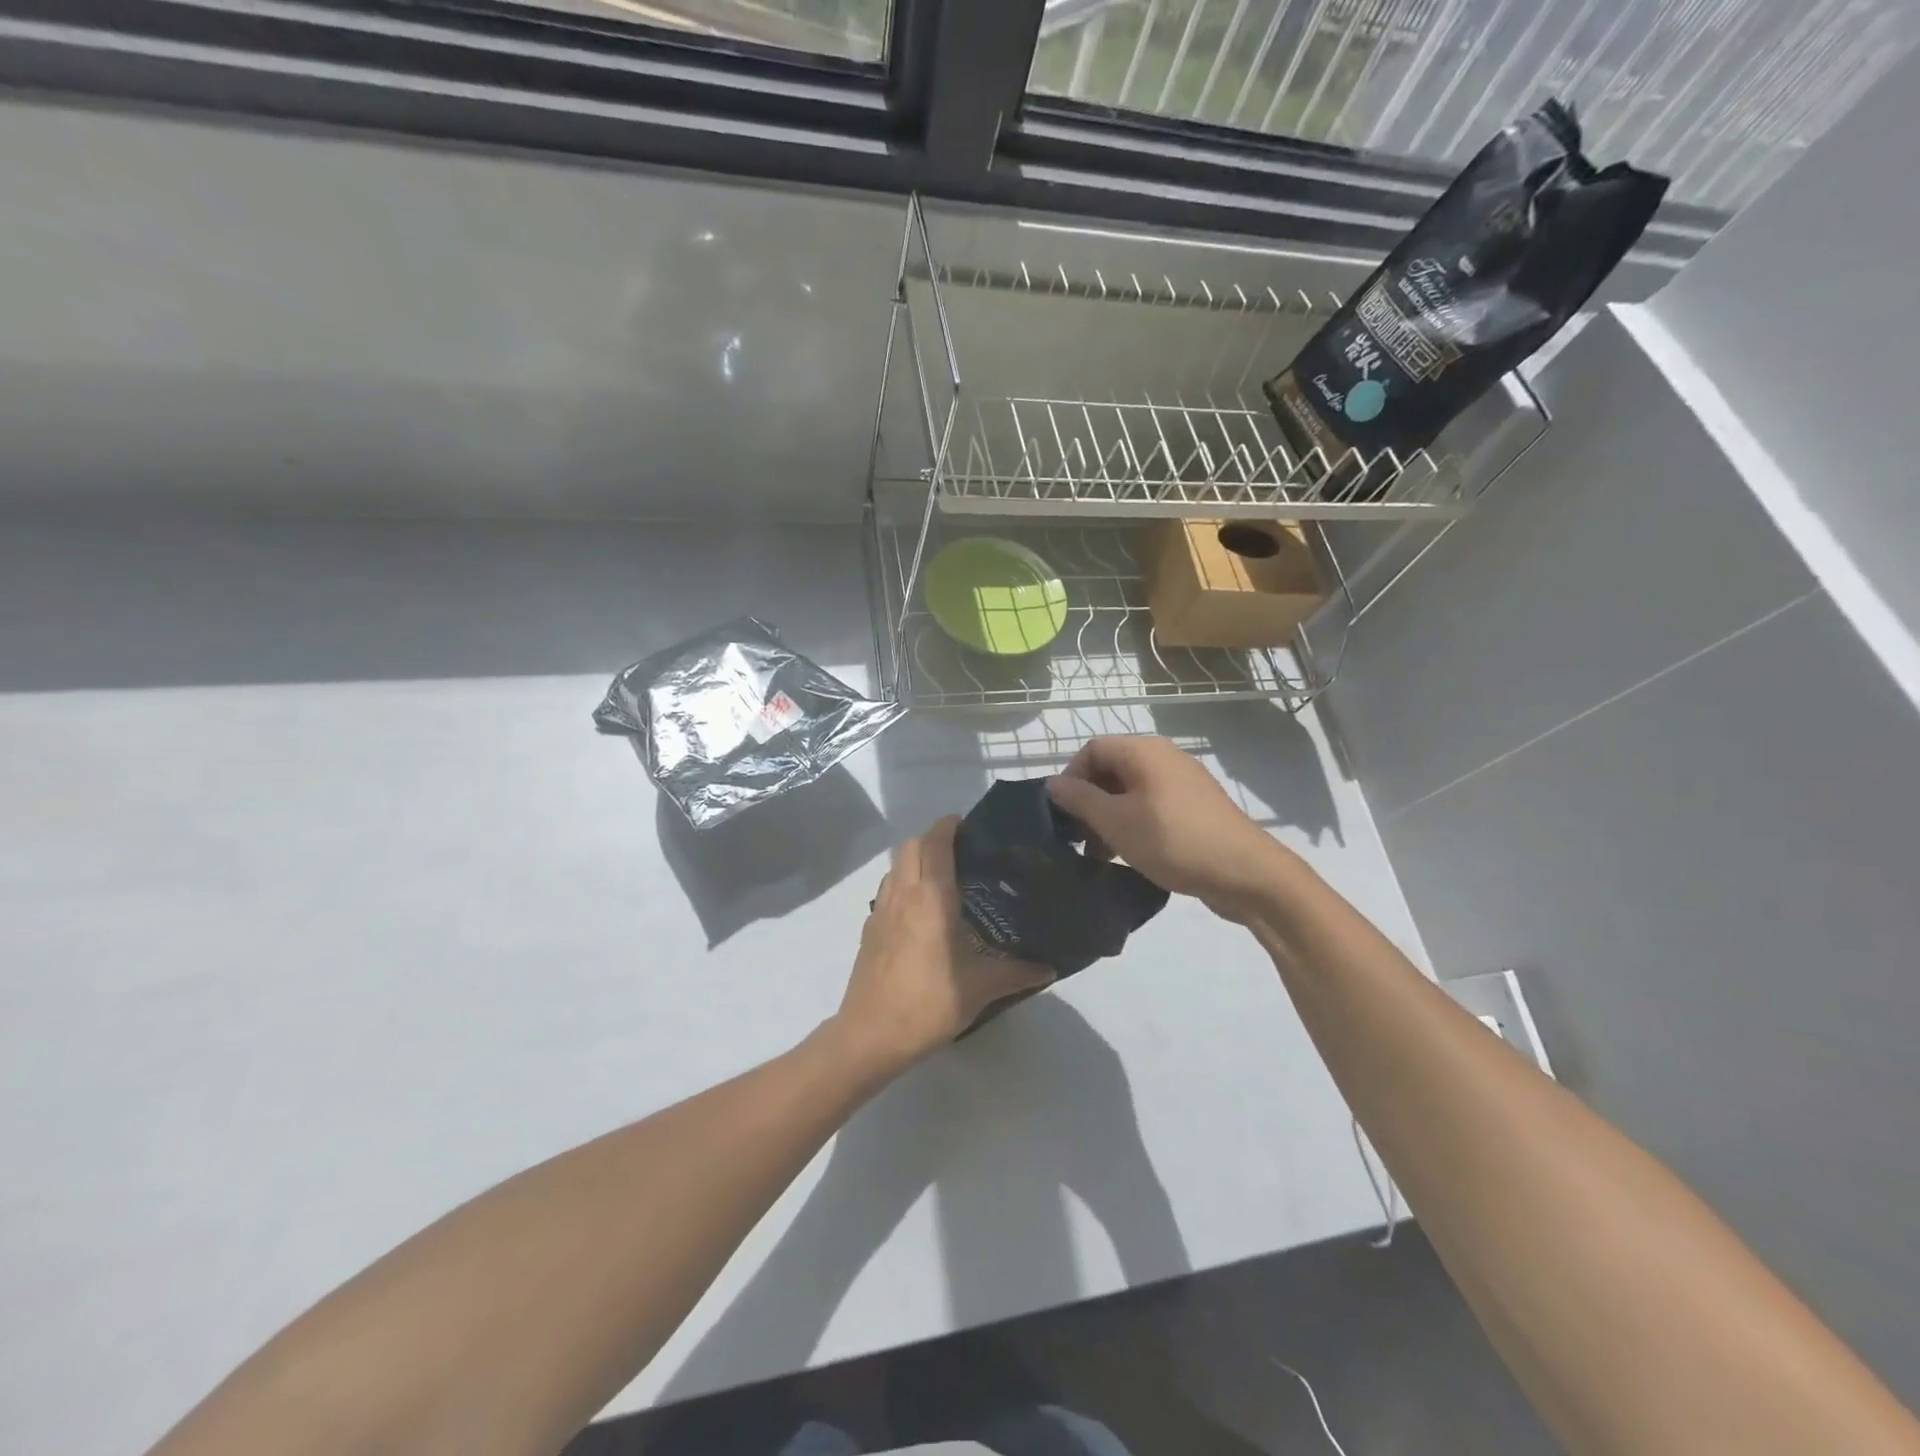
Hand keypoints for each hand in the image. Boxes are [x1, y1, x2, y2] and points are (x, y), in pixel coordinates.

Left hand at [833, 816, 1052, 1071]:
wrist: (871, 1035)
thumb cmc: (929, 1002)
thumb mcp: (981, 988)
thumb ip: (1017, 972)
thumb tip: (1050, 967)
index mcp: (930, 896)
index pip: (936, 842)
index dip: (950, 825)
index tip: (971, 826)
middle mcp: (902, 893)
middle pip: (910, 845)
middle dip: (933, 839)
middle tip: (962, 853)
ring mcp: (880, 911)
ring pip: (895, 867)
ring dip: (915, 861)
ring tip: (943, 880)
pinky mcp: (869, 930)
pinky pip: (887, 891)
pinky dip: (903, 886)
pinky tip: (921, 914)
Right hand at [1048, 736, 1293, 922]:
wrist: (1246, 873)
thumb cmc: (1173, 841)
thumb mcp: (1116, 822)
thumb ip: (1080, 800)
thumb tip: (1053, 783)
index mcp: (1143, 751)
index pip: (1091, 750)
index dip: (1071, 779)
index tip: (1064, 816)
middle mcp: (1164, 756)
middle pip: (1111, 769)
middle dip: (1089, 802)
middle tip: (1080, 840)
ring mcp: (1183, 781)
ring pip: (1131, 790)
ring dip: (1109, 817)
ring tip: (1102, 854)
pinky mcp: (1195, 805)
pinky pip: (1152, 804)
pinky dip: (1134, 823)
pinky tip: (1131, 854)